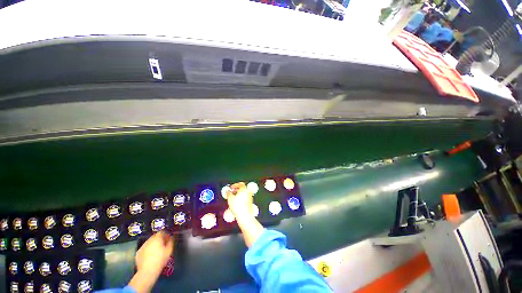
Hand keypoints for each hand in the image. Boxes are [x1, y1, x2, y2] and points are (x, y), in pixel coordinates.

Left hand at [135, 231, 173, 276]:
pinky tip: (149, 256)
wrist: (147, 271)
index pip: (162, 232)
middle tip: (162, 245)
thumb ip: (170, 242)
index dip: (165, 234)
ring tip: (156, 251)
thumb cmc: (160, 260)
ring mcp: (142, 246)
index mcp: (157, 238)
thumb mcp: (169, 250)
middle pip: (155, 236)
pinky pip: (144, 248)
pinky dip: (147, 250)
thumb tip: (170, 238)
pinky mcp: (138, 253)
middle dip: (159, 239)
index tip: (167, 239)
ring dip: (153, 244)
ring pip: (149, 242)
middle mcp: (149, 240)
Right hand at [227, 182, 263, 247]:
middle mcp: (248, 192)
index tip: (231, 187)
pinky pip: (245, 198)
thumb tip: (227, 191)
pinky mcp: (250, 202)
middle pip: (242, 188)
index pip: (240, 184)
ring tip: (233, 198)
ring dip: (238, 194)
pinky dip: (241, 198)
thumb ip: (228, 193)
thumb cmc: (238, 206)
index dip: (235, 185)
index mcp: (244, 189)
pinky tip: (236, 203)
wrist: (244, 216)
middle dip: (236, 190)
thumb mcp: (230, 198)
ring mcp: (250, 197)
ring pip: (244, 193)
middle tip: (231, 192)